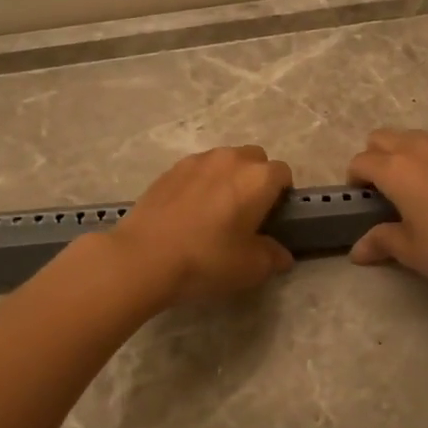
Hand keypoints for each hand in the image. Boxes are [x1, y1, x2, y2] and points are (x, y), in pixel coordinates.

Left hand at [110, 145, 294, 304]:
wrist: (144, 256)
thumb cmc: (207, 259)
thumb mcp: (250, 268)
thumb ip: (272, 257)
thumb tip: (281, 255)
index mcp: (258, 178)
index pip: (283, 173)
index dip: (282, 194)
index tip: (272, 217)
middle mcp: (231, 159)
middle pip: (255, 159)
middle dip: (256, 179)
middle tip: (246, 212)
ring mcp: (198, 160)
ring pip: (224, 160)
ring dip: (228, 177)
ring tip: (215, 210)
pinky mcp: (170, 169)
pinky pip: (197, 169)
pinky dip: (201, 182)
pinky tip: (188, 211)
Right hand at [347, 129, 427, 290]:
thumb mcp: (411, 251)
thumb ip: (381, 242)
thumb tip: (357, 251)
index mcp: (395, 169)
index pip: (360, 162)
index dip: (354, 181)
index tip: (361, 204)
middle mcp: (417, 150)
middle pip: (381, 137)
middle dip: (373, 158)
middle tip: (381, 192)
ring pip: (409, 137)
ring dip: (399, 154)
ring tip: (409, 189)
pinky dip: (426, 159)